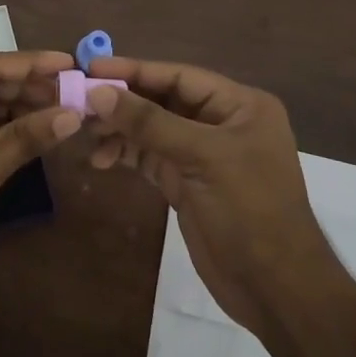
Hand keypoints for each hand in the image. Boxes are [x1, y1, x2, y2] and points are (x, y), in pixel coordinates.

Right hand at [84, 57, 336, 340]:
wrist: (275, 289)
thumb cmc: (249, 210)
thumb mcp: (201, 157)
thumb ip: (149, 122)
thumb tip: (98, 92)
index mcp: (240, 105)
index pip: (180, 76)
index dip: (135, 70)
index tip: (92, 67)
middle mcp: (222, 122)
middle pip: (163, 100)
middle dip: (123, 101)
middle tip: (80, 102)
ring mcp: (203, 154)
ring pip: (153, 129)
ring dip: (120, 130)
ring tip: (86, 134)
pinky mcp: (187, 182)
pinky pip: (150, 157)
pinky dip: (126, 154)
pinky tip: (101, 159)